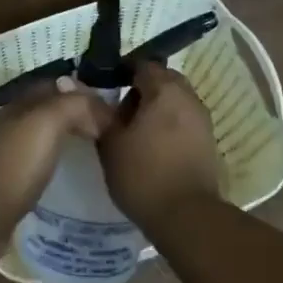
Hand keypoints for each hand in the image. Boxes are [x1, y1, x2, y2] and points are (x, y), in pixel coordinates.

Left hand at [0, 77, 114, 222]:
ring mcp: (6, 152)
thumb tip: (102, 108)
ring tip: (94, 150)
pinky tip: (68, 171)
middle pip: (48, 109)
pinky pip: (38, 160)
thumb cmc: (16, 163)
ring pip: (42, 134)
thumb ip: (75, 105)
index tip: (110, 108)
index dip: (82, 91)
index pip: (55, 85)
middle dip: (76, 113)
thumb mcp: (48, 122)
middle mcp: (10, 123)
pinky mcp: (7, 180)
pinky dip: (56, 159)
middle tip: (107, 130)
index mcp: (18, 103)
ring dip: (66, 136)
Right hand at [98, 61, 220, 230]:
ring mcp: (202, 119)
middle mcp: (188, 96)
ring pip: (175, 100)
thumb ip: (96, 112)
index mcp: (164, 89)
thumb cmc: (143, 174)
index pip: (142, 65)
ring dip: (156, 108)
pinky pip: (184, 120)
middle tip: (118, 111)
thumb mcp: (110, 143)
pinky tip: (152, 147)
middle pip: (162, 80)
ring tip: (134, 132)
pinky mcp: (208, 141)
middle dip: (141, 89)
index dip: (122, 71)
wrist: (187, 217)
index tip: (105, 87)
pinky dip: (168, 124)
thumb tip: (73, 86)